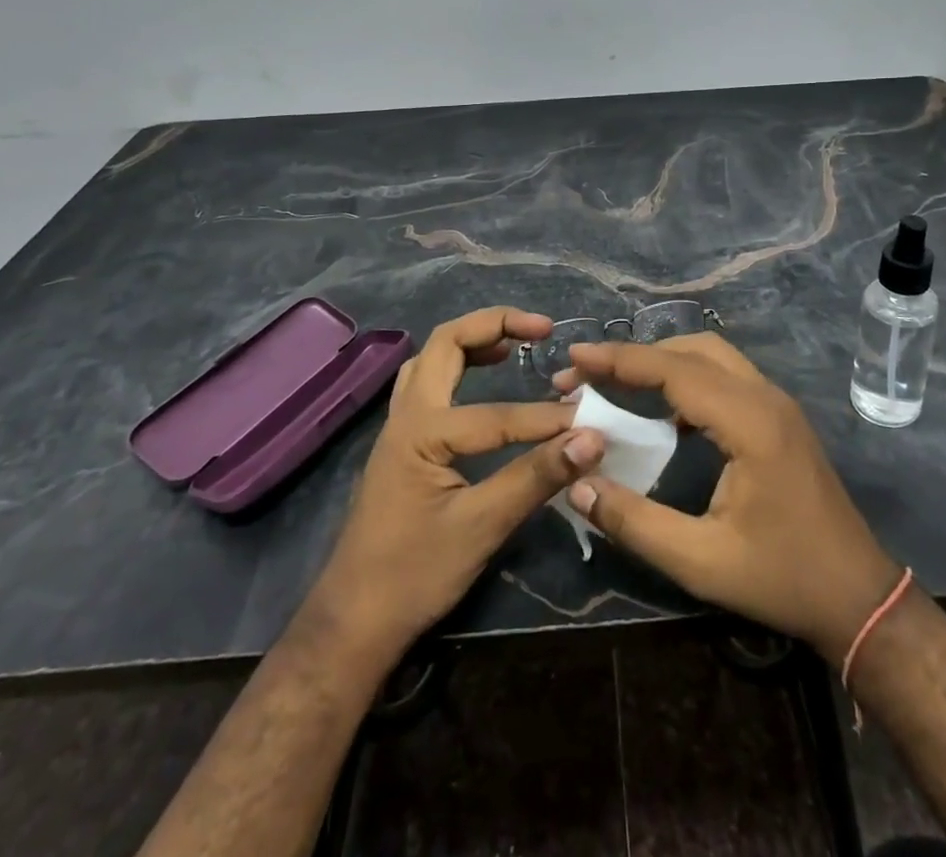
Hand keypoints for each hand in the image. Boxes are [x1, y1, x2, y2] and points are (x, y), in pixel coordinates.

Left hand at [302, 307, 605, 669]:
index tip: (590, 424)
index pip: (498, 414)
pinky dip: (460, 365)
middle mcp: (406, 415)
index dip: (547, 420)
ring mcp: (399, 426)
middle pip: (446, 343)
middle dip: (494, 324)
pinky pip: (430, 382)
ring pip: (433, 358)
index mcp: (422, 431)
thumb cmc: (414, 575)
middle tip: (541, 328)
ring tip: (516, 343)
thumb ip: (536, 478)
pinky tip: (485, 380)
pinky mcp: (403, 442)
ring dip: (473, 340)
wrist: (354, 621)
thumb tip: (592, 440)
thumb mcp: (481, 527)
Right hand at [555, 332, 900, 661]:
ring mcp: (777, 404)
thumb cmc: (782, 579)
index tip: (574, 357)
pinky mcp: (780, 418)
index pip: (674, 370)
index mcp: (750, 422)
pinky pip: (726, 378)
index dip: (621, 360)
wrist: (858, 597)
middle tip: (589, 374)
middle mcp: (765, 398)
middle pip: (693, 349)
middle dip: (637, 355)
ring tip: (617, 384)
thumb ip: (634, 522)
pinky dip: (687, 379)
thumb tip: (576, 485)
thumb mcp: (700, 561)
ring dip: (663, 362)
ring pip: (712, 357)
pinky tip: (664, 414)